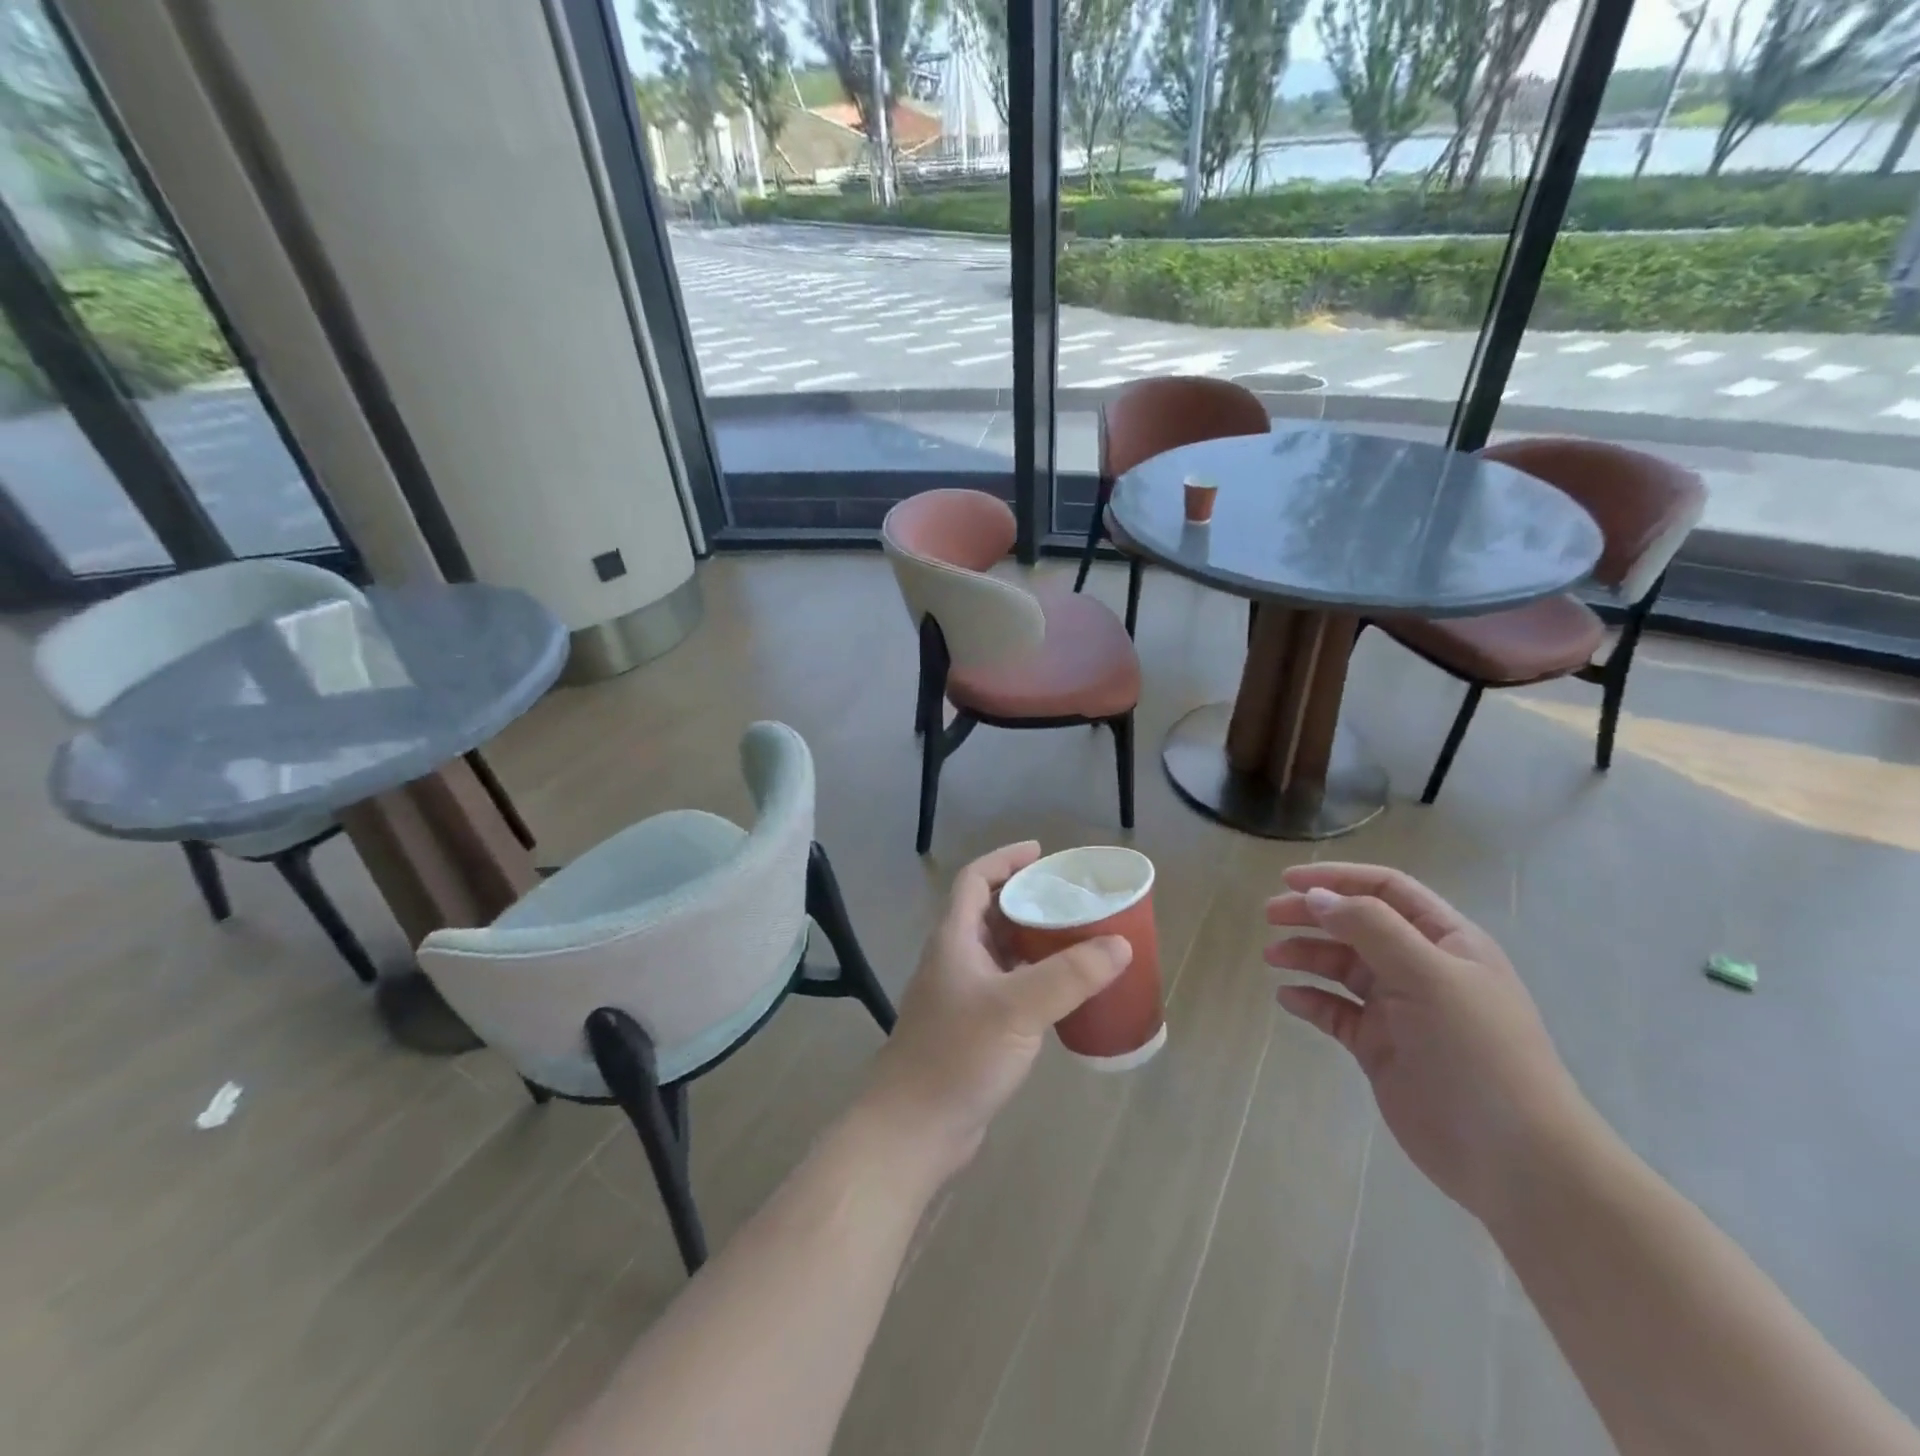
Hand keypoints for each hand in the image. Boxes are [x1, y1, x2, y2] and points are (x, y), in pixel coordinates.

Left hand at [857, 842, 1131, 1186]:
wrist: (915, 1127)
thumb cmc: (958, 1055)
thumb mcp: (1018, 1008)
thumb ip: (1069, 975)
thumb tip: (1119, 944)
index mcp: (954, 939)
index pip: (976, 880)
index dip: (1006, 860)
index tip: (1043, 853)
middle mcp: (954, 959)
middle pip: (990, 912)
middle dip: (1027, 899)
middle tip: (1071, 898)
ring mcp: (961, 995)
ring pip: (1000, 951)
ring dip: (1033, 939)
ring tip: (1076, 937)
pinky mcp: (971, 1027)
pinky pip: (1007, 986)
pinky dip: (1033, 978)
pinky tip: (1063, 992)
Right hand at [1267, 863, 1593, 1223]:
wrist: (1513, 1157)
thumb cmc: (1476, 1050)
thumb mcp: (1427, 975)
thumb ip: (1370, 928)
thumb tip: (1316, 897)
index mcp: (1446, 940)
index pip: (1387, 889)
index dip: (1338, 878)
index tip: (1288, 880)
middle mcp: (1422, 968)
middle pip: (1358, 924)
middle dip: (1313, 915)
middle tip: (1269, 917)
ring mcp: (1400, 1010)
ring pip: (1343, 967)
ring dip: (1307, 956)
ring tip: (1273, 959)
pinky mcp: (1381, 1047)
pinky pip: (1337, 1012)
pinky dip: (1311, 1000)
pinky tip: (1288, 999)